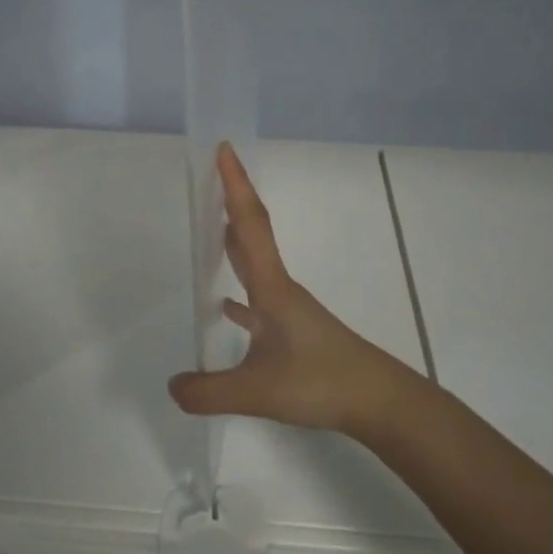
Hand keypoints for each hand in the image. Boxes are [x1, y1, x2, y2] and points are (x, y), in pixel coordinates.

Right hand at [168, 144, 418, 435]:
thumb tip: (172, 386)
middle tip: (209, 180)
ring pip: (256, 268)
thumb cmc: (322, 383)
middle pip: (253, 236)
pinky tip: (227, 308)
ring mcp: (291, 312)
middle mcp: (281, 291)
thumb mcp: (257, 392)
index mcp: (272, 289)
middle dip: (232, 205)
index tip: (224, 150)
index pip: (250, 226)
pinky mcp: (297, 335)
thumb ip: (208, 390)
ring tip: (212, 231)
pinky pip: (260, 303)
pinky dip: (240, 298)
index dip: (235, 187)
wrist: (380, 403)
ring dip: (236, 245)